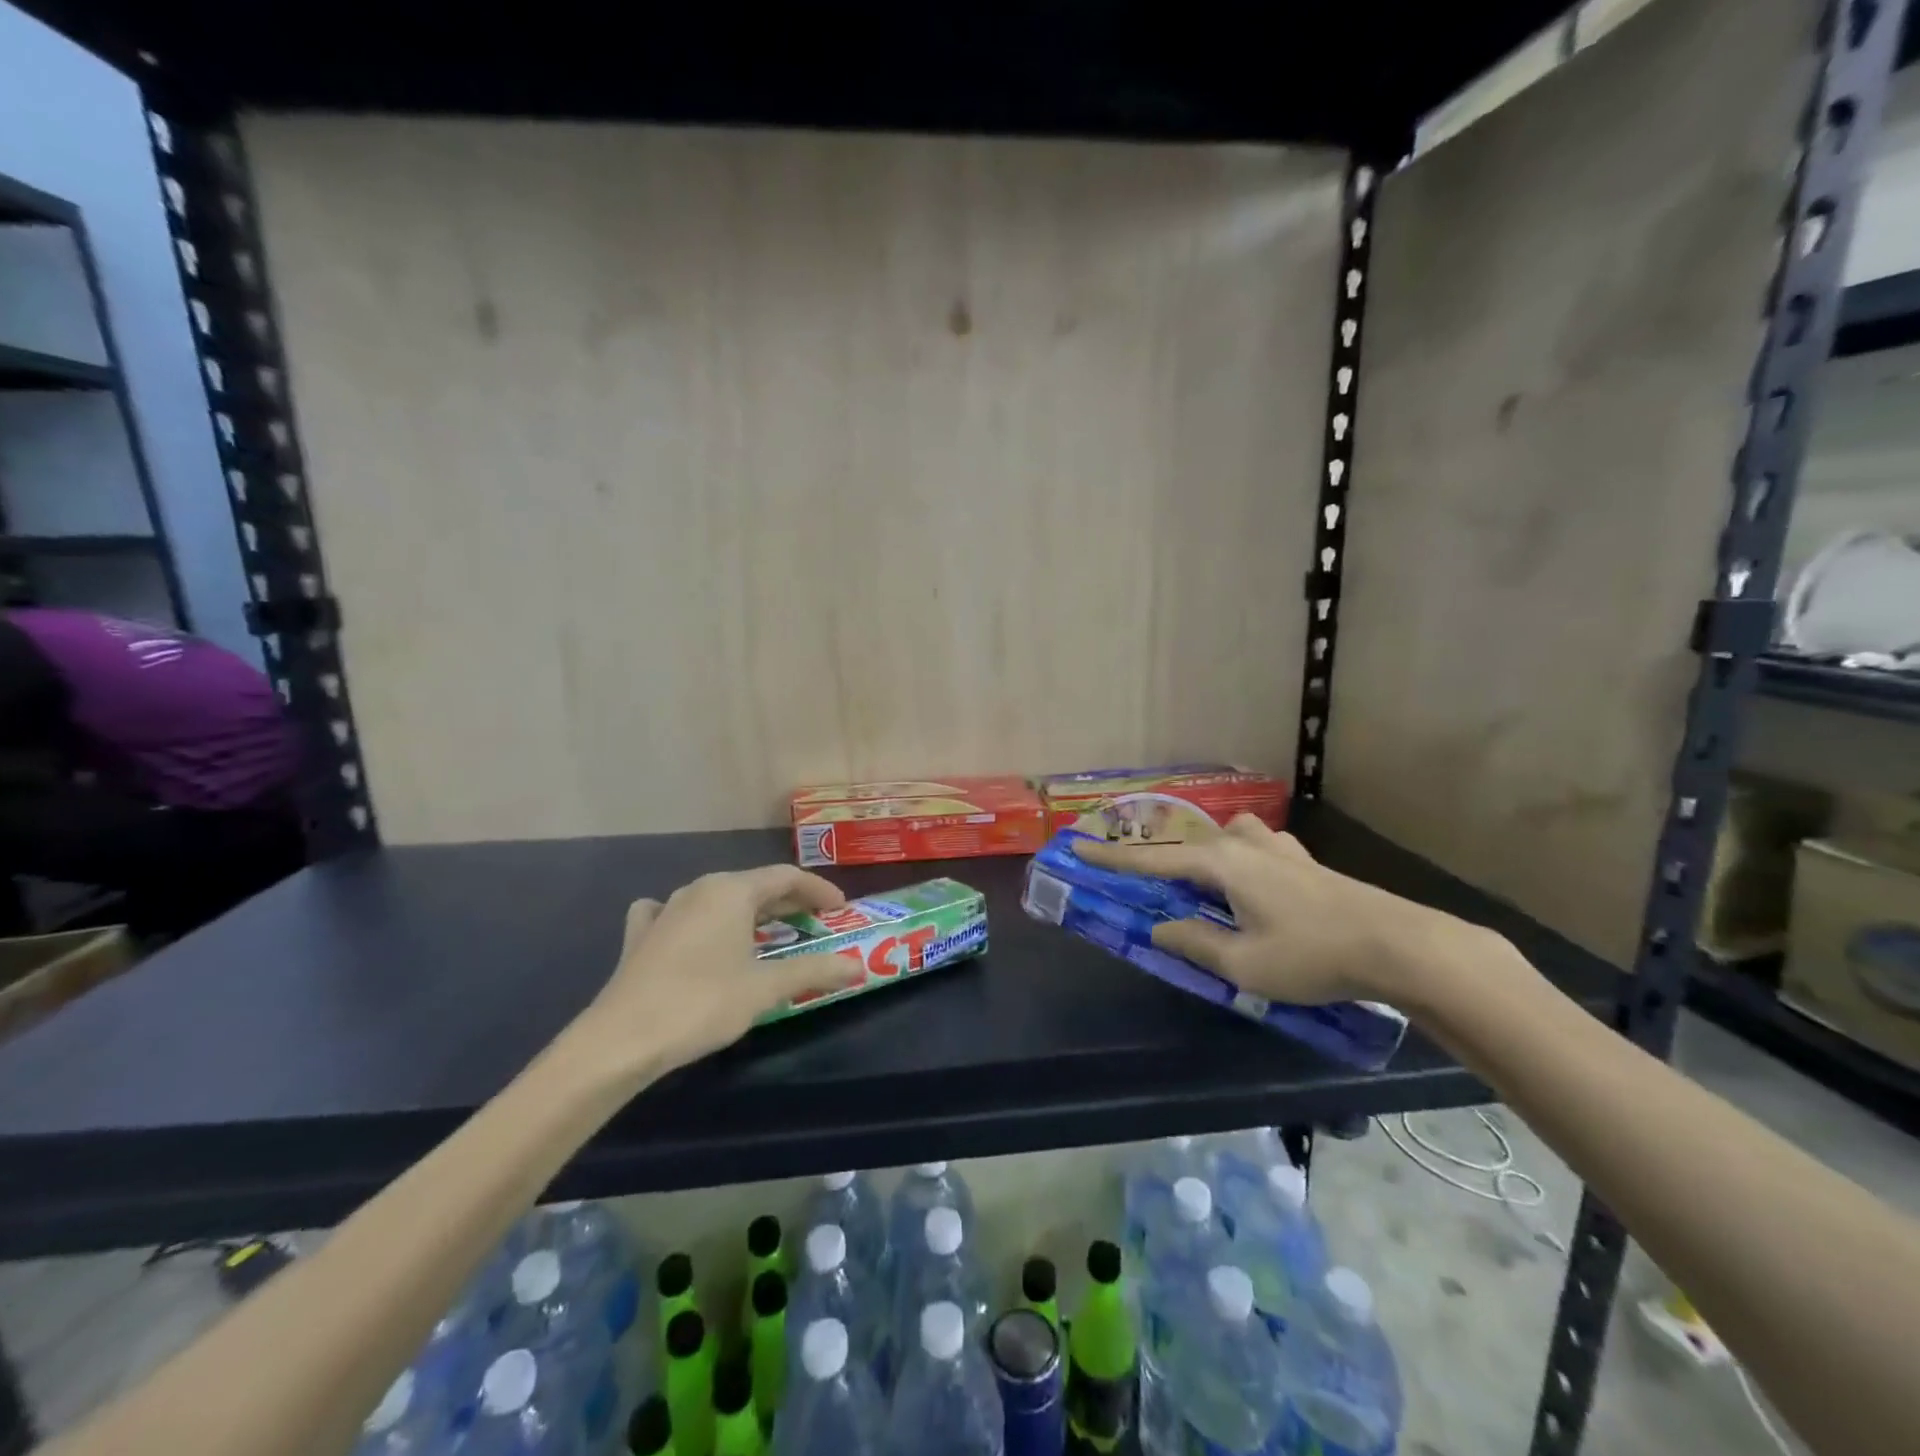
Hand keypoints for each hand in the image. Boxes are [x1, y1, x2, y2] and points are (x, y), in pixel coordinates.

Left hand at [570, 865, 855, 1079]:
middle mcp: (699, 889)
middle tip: (815, 923)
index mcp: (732, 891)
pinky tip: (692, 930)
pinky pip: (677, 913)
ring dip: (748, 911)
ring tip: (767, 931)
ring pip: (718, 898)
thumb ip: (814, 971)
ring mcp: (666, 909)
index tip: (840, 909)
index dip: (818, 890)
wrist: (620, 1039)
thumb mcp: (766, 988)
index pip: (786, 877)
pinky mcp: (642, 935)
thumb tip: (859, 965)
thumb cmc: (702, 1004)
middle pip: (754, 885)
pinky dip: (697, 919)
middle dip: (787, 902)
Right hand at [1074, 815, 1491, 1008]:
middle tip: (1138, 879)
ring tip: (1200, 887)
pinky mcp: (1303, 861)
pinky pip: (1253, 850)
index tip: (1077, 848)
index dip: (1112, 858)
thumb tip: (1160, 929)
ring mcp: (1277, 849)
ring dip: (1202, 857)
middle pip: (1186, 845)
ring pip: (1224, 841)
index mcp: (1220, 864)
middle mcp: (1243, 845)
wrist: (1399, 944)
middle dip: (1158, 859)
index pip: (1152, 859)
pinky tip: (1251, 886)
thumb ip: (1195, 942)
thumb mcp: (1243, 964)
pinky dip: (1236, 862)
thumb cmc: (1311, 955)